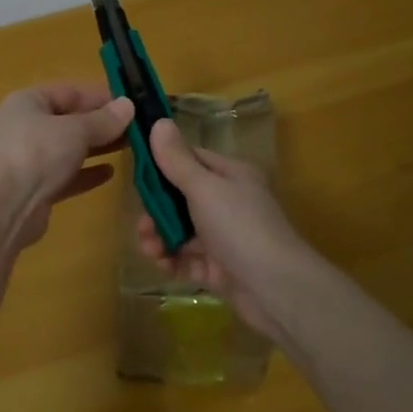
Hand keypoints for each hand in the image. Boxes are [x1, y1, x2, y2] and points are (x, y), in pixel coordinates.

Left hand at [0, 83, 135, 248]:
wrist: (4, 207)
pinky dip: (87, 173)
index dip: (100, 96)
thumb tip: (128, 106)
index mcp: (29, 102)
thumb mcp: (75, 130)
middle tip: (139, 128)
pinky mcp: (37, 189)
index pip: (70, 92)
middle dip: (102, 124)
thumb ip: (103, 120)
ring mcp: (31, 160)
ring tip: (132, 148)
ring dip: (98, 148)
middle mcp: (27, 127)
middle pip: (70, 121)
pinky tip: (111, 173)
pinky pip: (67, 176)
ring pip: (70, 149)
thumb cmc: (37, 153)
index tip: (132, 104)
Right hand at [134, 118, 310, 340]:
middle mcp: (228, 201)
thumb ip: (176, 159)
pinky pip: (186, 258)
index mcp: (230, 175)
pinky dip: (172, 261)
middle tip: (142, 226)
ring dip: (160, 238)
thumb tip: (158, 121)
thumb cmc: (240, 227)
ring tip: (151, 251)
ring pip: (180, 230)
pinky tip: (163, 266)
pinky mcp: (218, 267)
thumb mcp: (204, 188)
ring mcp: (223, 236)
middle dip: (156, 212)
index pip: (189, 159)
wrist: (276, 289)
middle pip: (180, 198)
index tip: (136, 177)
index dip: (162, 166)